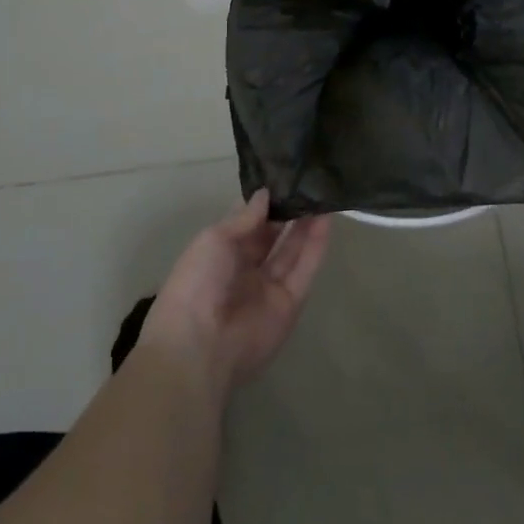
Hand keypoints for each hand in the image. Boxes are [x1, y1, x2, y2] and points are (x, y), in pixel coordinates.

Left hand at [141, 190, 332, 399]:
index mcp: (219, 254)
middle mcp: (245, 269)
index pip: (247, 223)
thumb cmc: (197, 283)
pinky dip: (316, 245)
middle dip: (288, 211)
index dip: (264, 202)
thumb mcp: (214, 239)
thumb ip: (245, 217)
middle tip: (309, 183)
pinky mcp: (290, 303)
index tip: (284, 177)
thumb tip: (265, 194)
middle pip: (272, 236)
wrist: (200, 346)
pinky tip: (326, 219)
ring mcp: (269, 287)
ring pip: (292, 250)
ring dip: (306, 224)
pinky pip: (305, 270)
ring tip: (323, 193)